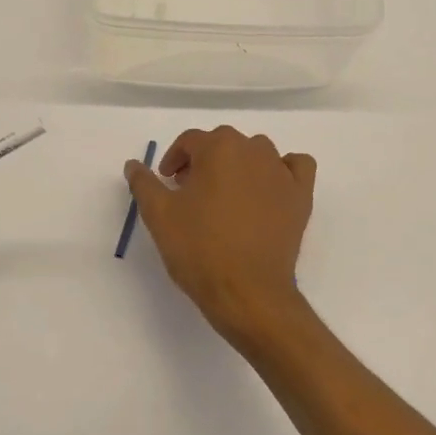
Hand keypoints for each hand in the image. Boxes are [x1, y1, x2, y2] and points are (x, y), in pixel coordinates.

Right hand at [125, 126, 316, 343]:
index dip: (174, 160)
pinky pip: (295, 167)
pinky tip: (269, 189)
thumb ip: (144, 184)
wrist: (248, 293)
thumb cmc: (199, 249)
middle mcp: (253, 149)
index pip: (190, 141)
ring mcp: (281, 171)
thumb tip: (133, 164)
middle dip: (203, 162)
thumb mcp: (159, 215)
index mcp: (218, 147)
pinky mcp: (302, 195)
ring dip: (239, 165)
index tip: (166, 183)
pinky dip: (283, 170)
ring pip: (257, 153)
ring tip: (225, 196)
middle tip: (190, 193)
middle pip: (223, 144)